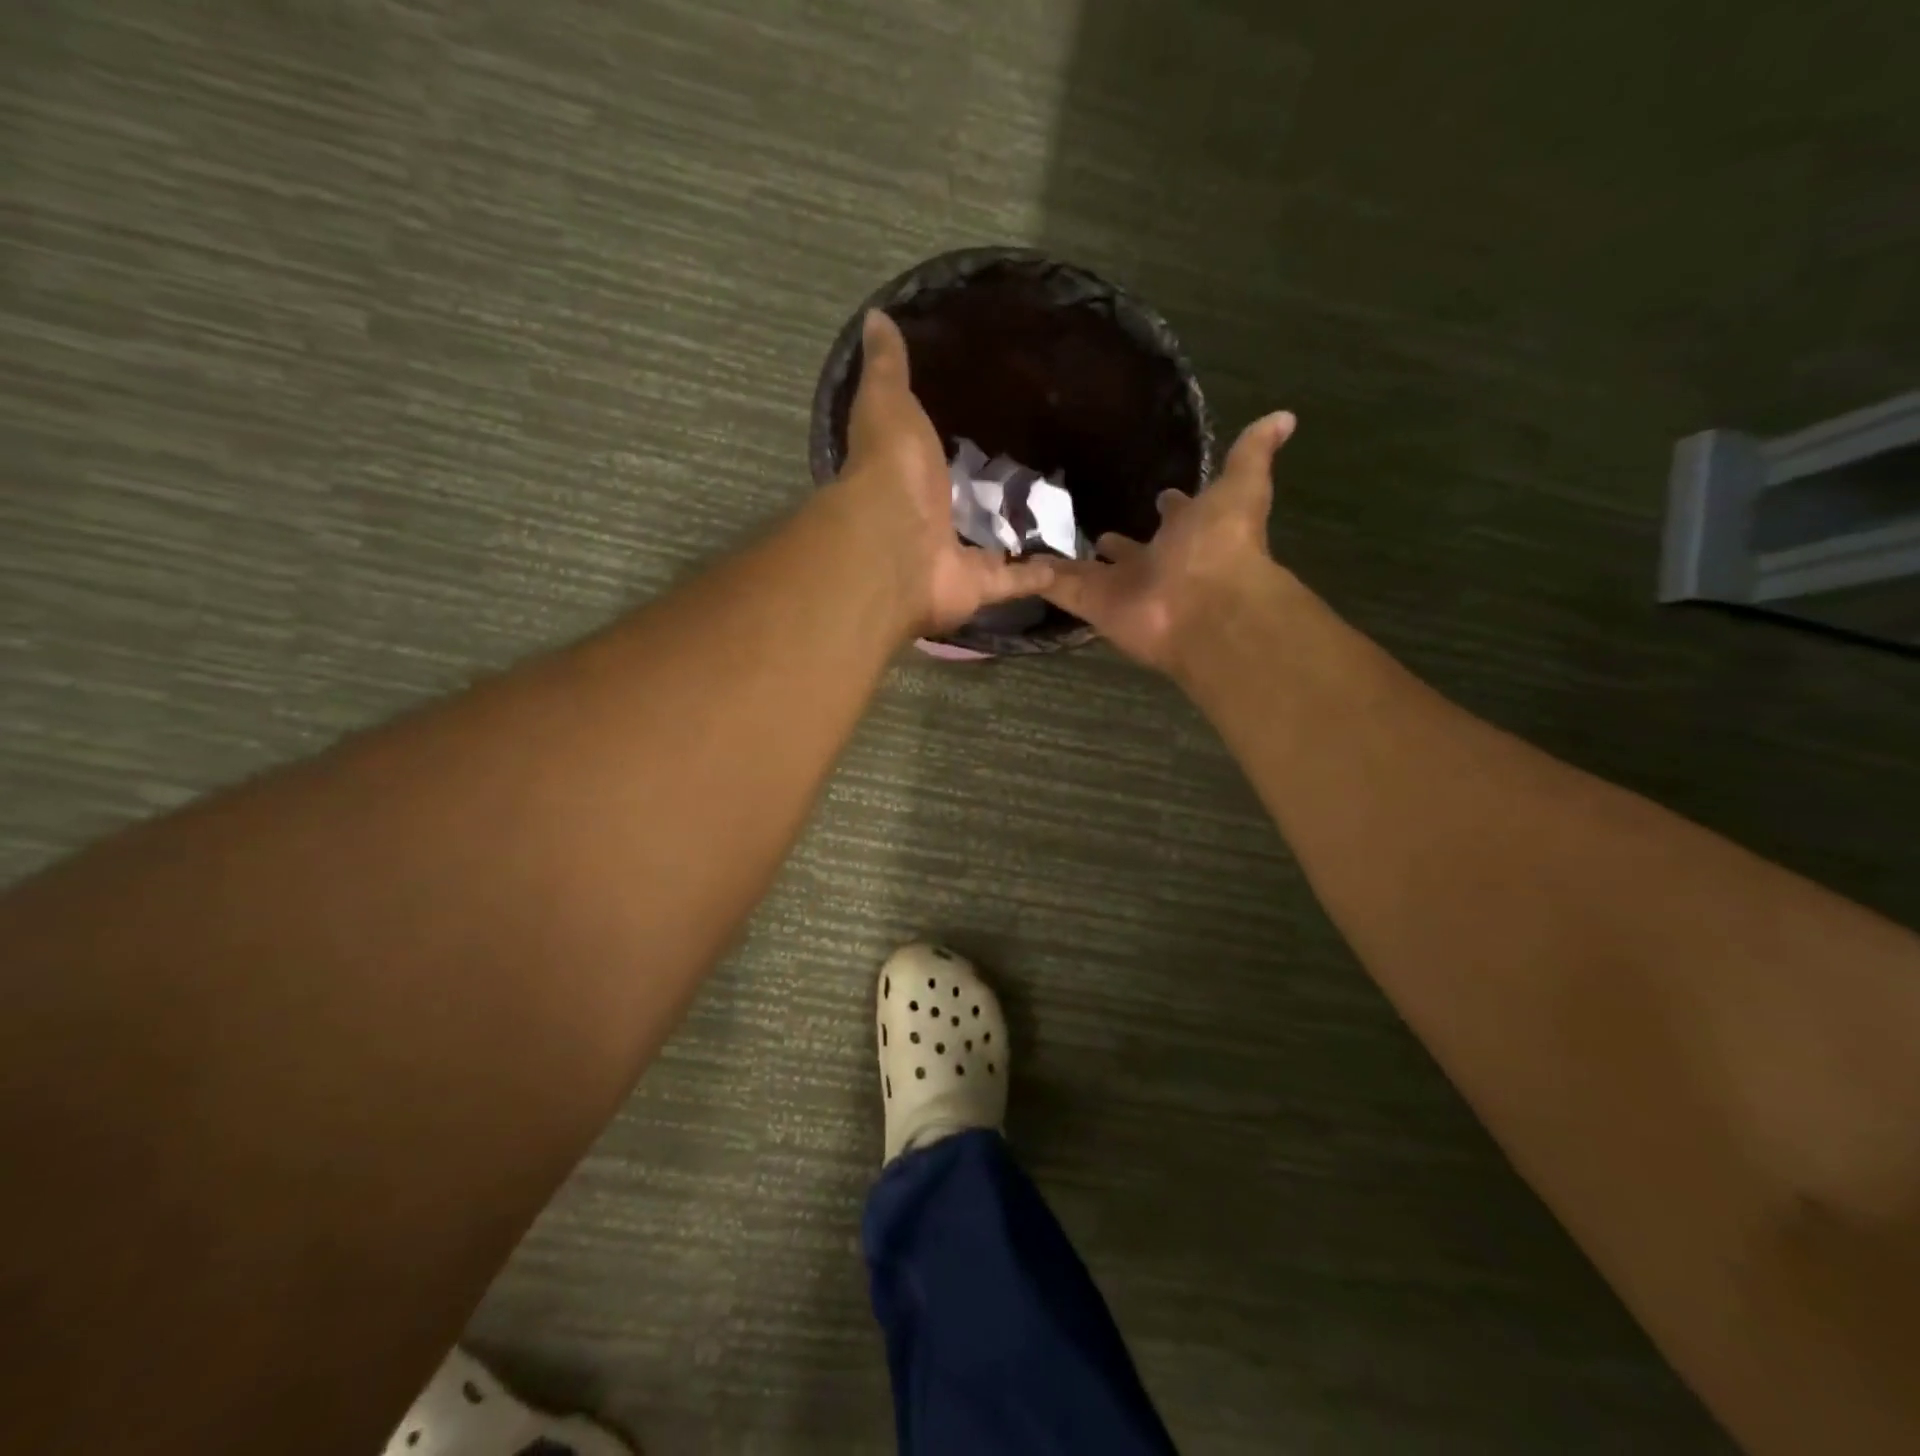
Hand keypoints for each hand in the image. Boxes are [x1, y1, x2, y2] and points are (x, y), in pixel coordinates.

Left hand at [835, 311, 1054, 634]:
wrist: (896, 547)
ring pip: (987, 548)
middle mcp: (924, 523)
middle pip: (957, 509)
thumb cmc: (890, 472)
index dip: (940, 449)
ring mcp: (952, 558)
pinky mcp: (980, 586)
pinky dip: (1040, 576)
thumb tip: (875, 316)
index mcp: (902, 479)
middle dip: (982, 497)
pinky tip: (1070, 560)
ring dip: (1012, 539)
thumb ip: (886, 368)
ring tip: (1053, 515)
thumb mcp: (887, 404)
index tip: (974, 429)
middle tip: (1025, 473)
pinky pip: (1015, 581)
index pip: (923, 462)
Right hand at [1041, 411, 1296, 672]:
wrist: (1204, 606)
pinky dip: (1035, 576)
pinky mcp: (1091, 603)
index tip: (1160, 494)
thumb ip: (1253, 455)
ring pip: (1091, 572)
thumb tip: (1285, 416)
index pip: (1178, 516)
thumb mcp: (1241, 488)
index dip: (1171, 507)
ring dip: (1073, 562)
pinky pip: (1058, 587)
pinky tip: (1012, 563)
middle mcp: (1155, 563)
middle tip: (1095, 528)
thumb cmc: (1222, 545)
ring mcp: (1121, 586)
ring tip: (1042, 543)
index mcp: (1190, 534)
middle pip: (1131, 551)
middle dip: (1118, 542)